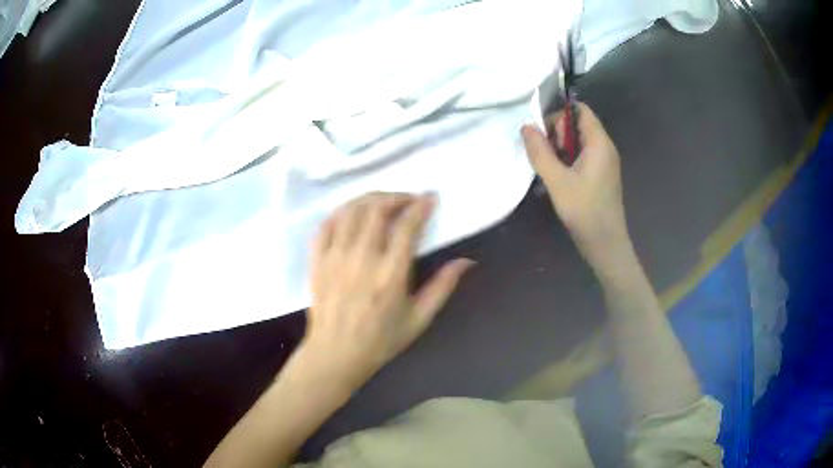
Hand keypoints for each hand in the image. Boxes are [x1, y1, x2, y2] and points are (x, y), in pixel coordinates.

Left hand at [300, 192, 473, 390]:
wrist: (336, 354)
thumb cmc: (381, 339)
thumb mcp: (419, 319)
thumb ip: (443, 287)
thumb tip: (466, 261)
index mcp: (390, 274)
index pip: (407, 226)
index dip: (420, 206)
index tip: (430, 198)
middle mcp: (362, 258)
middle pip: (377, 209)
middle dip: (396, 197)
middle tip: (408, 200)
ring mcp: (336, 257)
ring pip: (351, 211)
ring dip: (370, 199)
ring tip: (383, 202)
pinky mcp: (318, 260)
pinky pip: (326, 224)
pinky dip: (341, 212)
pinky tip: (352, 213)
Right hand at [521, 103, 628, 266]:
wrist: (605, 244)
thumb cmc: (584, 211)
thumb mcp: (557, 180)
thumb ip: (540, 152)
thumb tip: (526, 126)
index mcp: (599, 143)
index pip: (581, 110)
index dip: (560, 114)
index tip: (544, 133)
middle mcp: (605, 148)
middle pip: (579, 125)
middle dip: (558, 134)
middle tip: (546, 157)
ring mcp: (605, 163)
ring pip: (579, 143)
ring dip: (561, 150)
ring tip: (550, 170)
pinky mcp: (602, 176)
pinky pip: (583, 157)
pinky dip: (568, 161)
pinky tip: (559, 179)